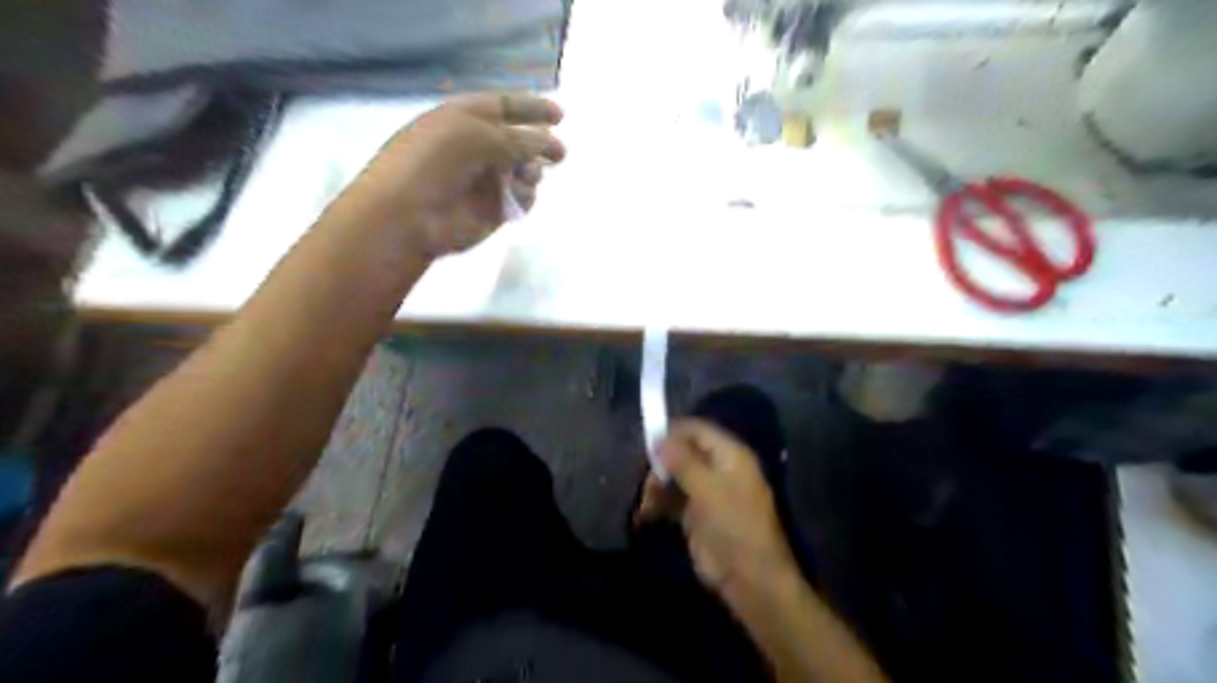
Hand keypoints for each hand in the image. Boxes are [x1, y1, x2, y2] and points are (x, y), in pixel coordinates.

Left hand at [348, 90, 564, 255]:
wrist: (409, 217)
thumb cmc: (433, 164)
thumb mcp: (475, 135)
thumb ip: (517, 138)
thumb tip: (548, 143)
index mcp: (463, 119)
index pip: (503, 107)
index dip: (531, 108)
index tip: (560, 114)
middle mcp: (476, 148)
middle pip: (519, 140)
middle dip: (541, 143)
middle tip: (560, 153)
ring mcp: (486, 180)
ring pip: (525, 170)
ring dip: (532, 170)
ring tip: (525, 176)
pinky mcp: (495, 210)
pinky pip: (523, 198)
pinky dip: (526, 195)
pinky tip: (516, 196)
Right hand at [638, 416, 800, 602]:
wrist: (749, 578)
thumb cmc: (734, 526)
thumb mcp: (708, 489)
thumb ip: (683, 461)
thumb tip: (660, 438)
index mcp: (729, 455)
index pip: (698, 430)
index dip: (673, 433)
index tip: (647, 442)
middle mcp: (718, 468)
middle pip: (682, 453)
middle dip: (661, 464)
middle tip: (646, 482)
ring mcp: (706, 492)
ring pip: (674, 476)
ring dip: (656, 487)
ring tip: (646, 505)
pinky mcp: (695, 514)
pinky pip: (672, 499)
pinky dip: (657, 505)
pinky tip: (645, 515)